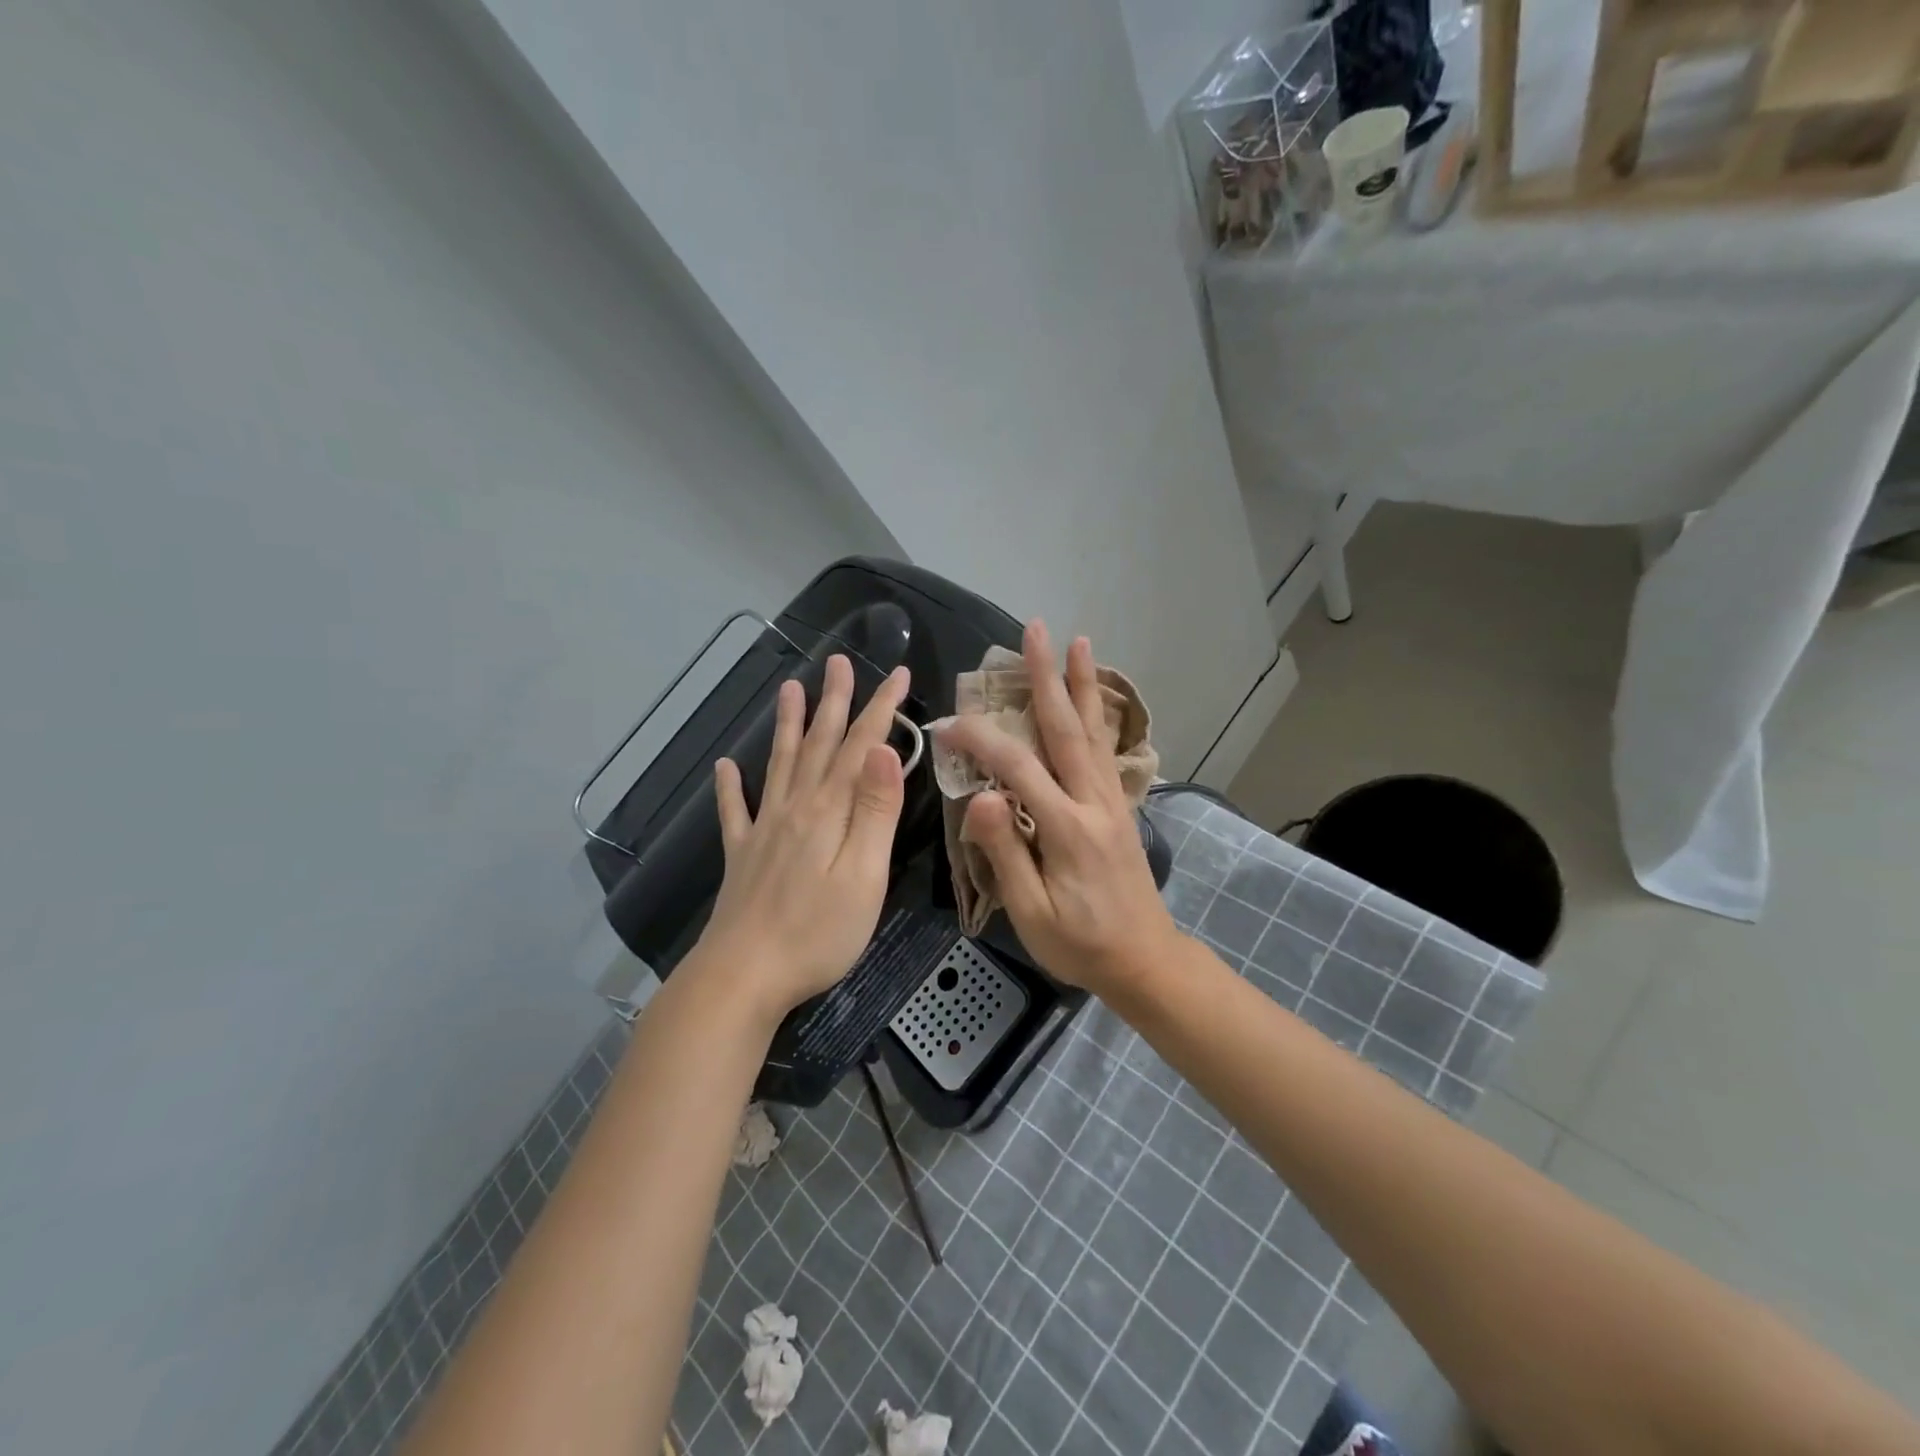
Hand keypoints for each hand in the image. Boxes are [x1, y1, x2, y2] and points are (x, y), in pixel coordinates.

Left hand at [695, 655, 910, 1021]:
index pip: (862, 747)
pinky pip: (734, 811)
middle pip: (819, 745)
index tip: (898, 673)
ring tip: (789, 689)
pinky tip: (724, 767)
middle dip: (834, 701)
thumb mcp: (864, 873)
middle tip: (838, 662)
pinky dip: (729, 787)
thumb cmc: (818, 932)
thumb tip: (884, 749)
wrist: (744, 975)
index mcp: (830, 811)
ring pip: (780, 765)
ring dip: (788, 726)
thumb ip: (875, 810)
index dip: (881, 709)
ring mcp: (764, 830)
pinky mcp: (742, 856)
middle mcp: (795, 808)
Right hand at [935, 622, 1181, 995]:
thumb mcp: (1032, 912)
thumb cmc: (1080, 944)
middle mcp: (1094, 802)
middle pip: (1067, 729)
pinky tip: (1092, 698)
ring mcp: (1112, 801)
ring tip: (1078, 642)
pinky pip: (1105, 750)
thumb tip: (982, 795)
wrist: (1145, 960)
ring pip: (1093, 732)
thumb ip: (1006, 852)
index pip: (1017, 768)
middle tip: (1036, 630)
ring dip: (1082, 684)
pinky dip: (1097, 716)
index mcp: (1068, 828)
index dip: (979, 740)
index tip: (946, 725)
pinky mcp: (1119, 807)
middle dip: (1048, 677)